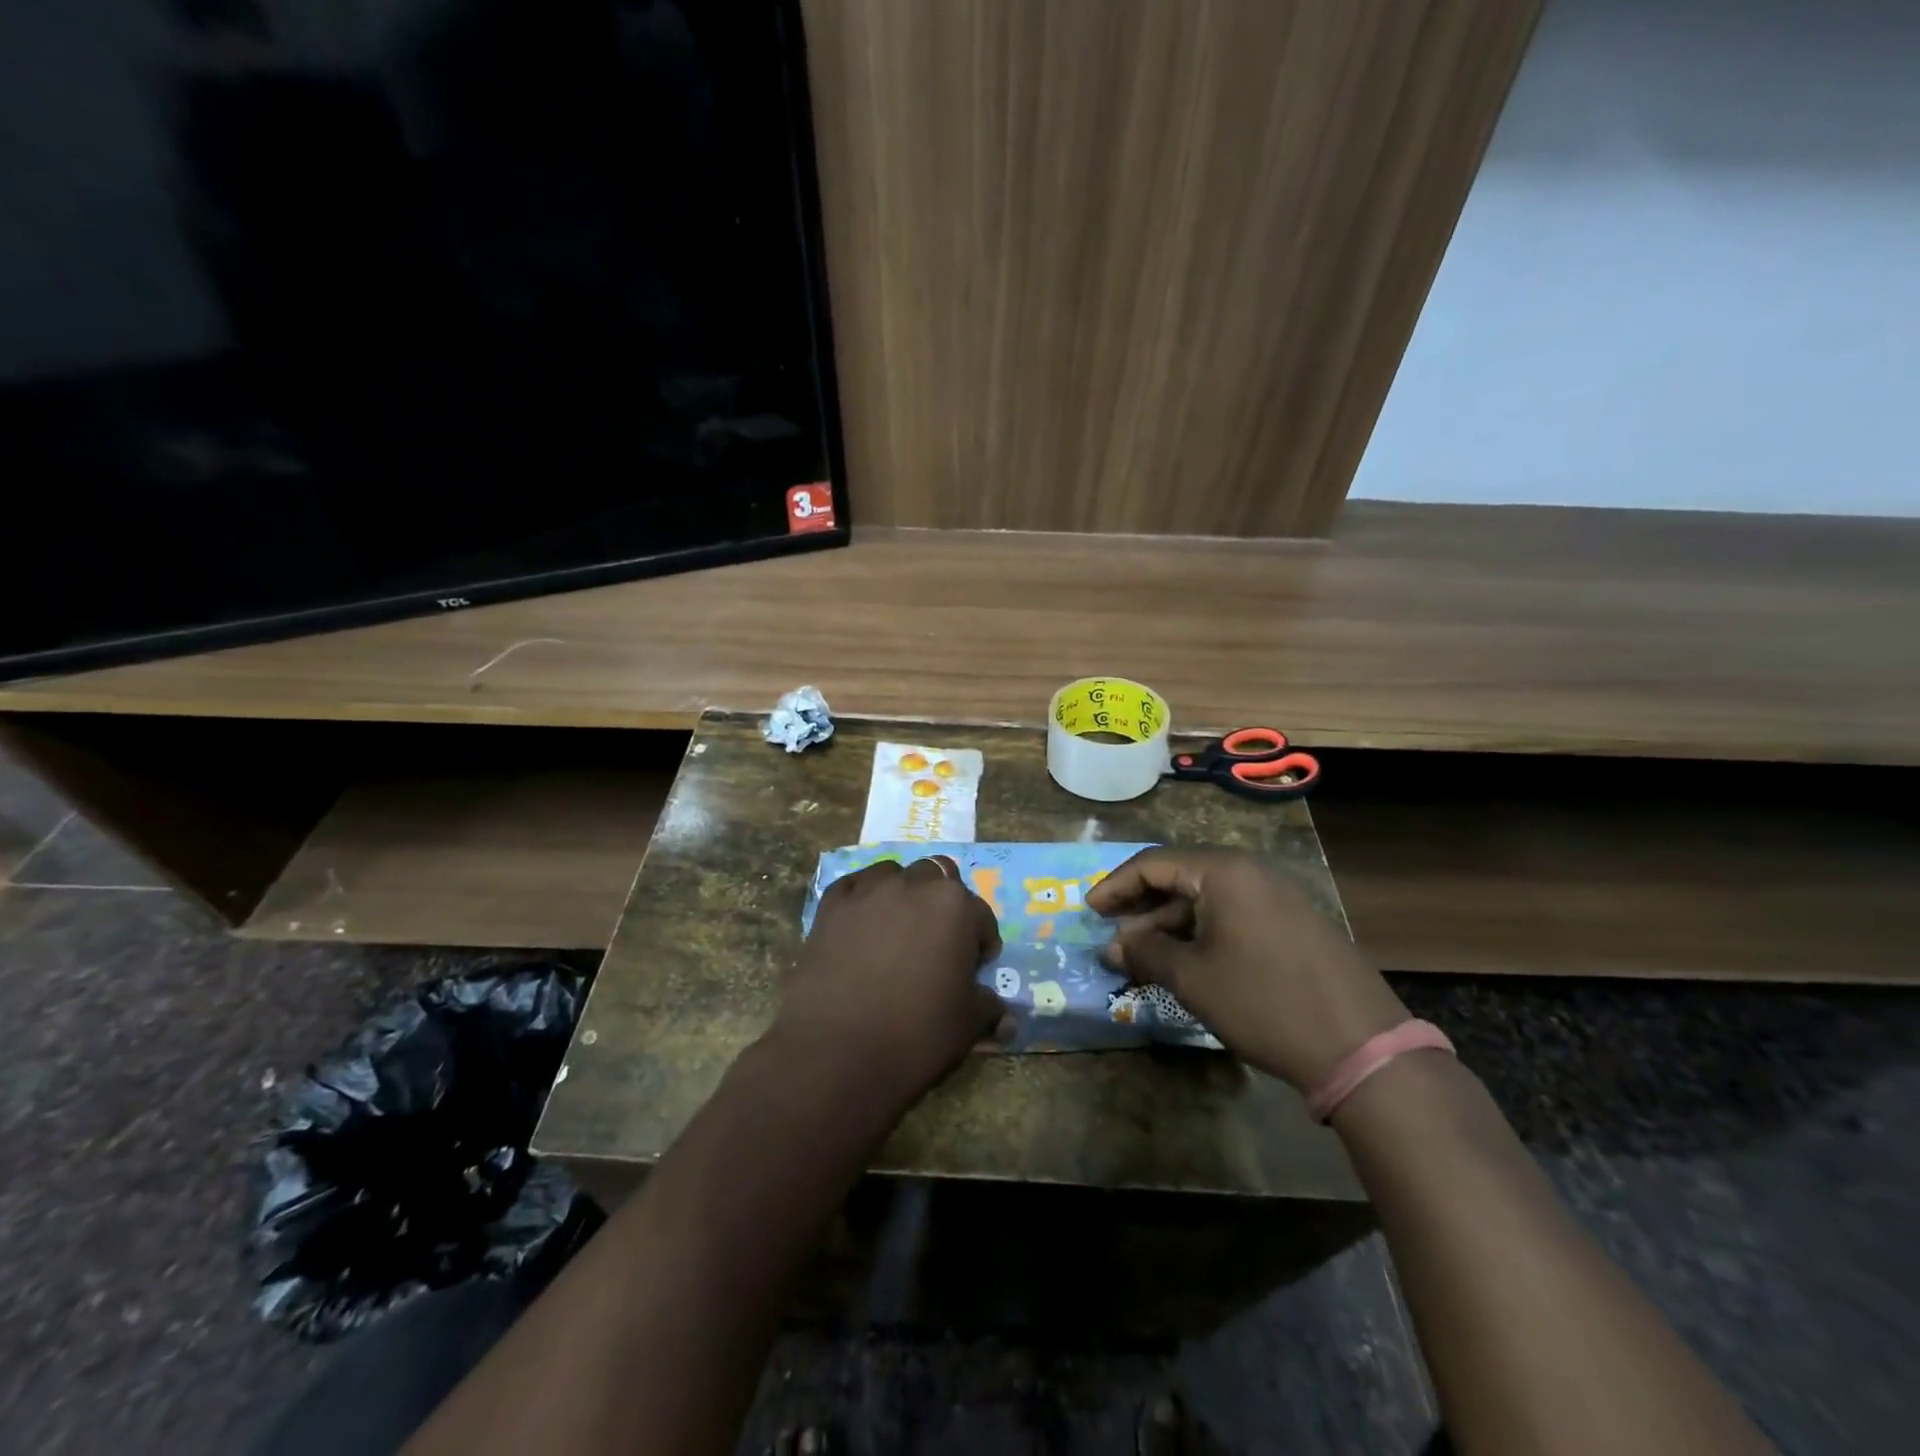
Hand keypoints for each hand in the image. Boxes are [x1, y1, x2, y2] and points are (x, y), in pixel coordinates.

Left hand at [776, 855, 1005, 1101]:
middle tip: (938, 941)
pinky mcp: (831, 906)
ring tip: (898, 928)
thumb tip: (1004, 1014)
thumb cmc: (915, 1035)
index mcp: (954, 907)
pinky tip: (861, 924)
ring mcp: (868, 892)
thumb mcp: (967, 1025)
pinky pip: (854, 887)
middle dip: (943, 903)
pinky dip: (863, 899)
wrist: (835, 1052)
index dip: (982, 943)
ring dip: (904, 893)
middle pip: (938, 878)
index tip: (974, 969)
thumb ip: (988, 1007)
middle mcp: (913, 886)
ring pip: (894, 874)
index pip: (981, 916)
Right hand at [1086, 848, 1408, 1089]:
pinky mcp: (1293, 925)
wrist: (1361, 1048)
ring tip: (1143, 957)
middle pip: (1180, 878)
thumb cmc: (1263, 1001)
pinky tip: (1186, 963)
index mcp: (1224, 871)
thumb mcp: (1192, 978)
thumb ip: (1145, 952)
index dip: (1115, 886)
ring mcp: (1278, 898)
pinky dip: (1201, 934)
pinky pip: (1233, 917)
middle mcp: (1251, 873)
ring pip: (1207, 900)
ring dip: (1170, 925)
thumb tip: (1112, 946)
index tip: (1089, 910)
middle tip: (1113, 937)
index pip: (1153, 864)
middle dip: (1142, 908)